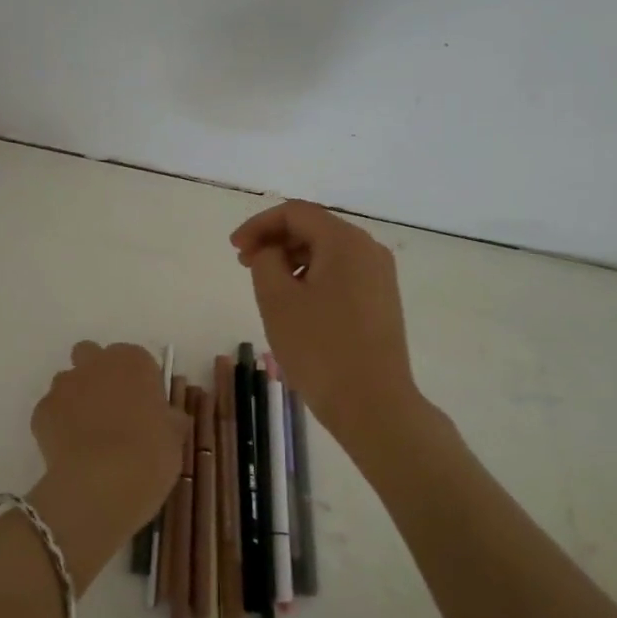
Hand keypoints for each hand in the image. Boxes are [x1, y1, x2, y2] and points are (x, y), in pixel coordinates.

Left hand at [27, 342, 184, 580]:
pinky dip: (58, 425)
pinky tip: (71, 450)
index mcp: (133, 361)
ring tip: (88, 434)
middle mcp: (95, 363)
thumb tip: (169, 419)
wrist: (103, 482)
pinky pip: (51, 411)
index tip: (145, 406)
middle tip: (111, 410)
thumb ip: (169, 420)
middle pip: (91, 355)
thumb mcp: (174, 437)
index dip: (139, 382)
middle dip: (97, 374)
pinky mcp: (41, 411)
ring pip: (67, 382)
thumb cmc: (149, 453)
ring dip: (76, 398)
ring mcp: (64, 385)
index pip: (136, 359)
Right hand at [230, 201, 417, 439]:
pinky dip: (313, 278)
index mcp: (345, 241)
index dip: (259, 225)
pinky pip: (341, 275)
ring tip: (268, 288)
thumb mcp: (277, 300)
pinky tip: (297, 304)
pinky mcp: (382, 301)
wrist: (373, 403)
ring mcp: (380, 277)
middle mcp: (369, 250)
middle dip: (275, 242)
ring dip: (293, 261)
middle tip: (244, 266)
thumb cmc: (319, 348)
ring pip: (328, 253)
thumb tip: (270, 252)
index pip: (295, 213)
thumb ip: (265, 261)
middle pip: (314, 229)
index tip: (234, 250)